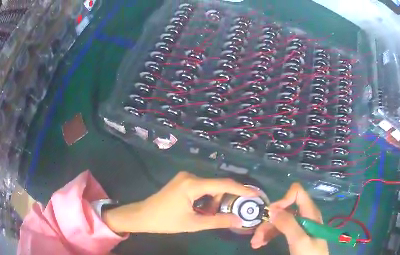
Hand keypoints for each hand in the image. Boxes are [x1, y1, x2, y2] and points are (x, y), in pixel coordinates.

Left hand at [102, 171, 257, 233]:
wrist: (143, 216)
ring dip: (213, 201)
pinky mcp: (182, 181)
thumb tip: (239, 220)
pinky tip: (200, 210)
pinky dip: (206, 199)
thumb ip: (218, 221)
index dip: (241, 190)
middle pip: (216, 186)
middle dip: (224, 200)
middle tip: (226, 215)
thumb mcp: (194, 224)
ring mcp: (185, 178)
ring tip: (206, 216)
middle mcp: (190, 176)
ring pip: (209, 187)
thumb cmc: (166, 221)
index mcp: (192, 185)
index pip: (223, 184)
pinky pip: (201, 188)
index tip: (256, 195)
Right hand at [250, 183, 328, 254]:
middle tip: (256, 237)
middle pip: (283, 210)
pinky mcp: (294, 234)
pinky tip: (260, 243)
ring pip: (279, 221)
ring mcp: (299, 226)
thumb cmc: (310, 254)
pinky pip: (279, 230)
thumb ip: (288, 224)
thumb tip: (272, 209)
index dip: (283, 200)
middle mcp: (304, 217)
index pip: (297, 193)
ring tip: (255, 243)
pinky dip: (268, 236)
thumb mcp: (300, 240)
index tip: (272, 214)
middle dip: (269, 222)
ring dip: (265, 231)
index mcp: (310, 213)